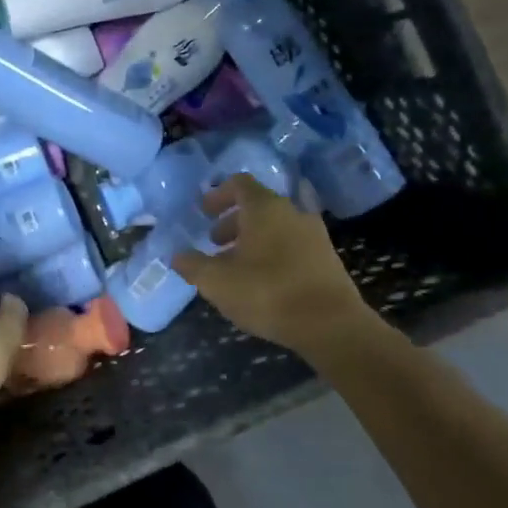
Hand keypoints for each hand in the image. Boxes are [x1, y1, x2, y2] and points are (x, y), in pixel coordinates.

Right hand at [171, 173, 386, 357]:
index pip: (239, 183)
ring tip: (236, 266)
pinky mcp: (326, 258)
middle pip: (257, 205)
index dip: (218, 194)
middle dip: (232, 221)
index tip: (203, 211)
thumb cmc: (268, 293)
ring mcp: (314, 234)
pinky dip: (273, 253)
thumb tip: (177, 255)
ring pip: (276, 226)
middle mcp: (291, 212)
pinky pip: (292, 244)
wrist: (331, 324)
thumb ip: (192, 265)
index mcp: (264, 208)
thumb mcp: (217, 282)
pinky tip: (263, 281)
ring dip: (252, 239)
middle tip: (214, 242)